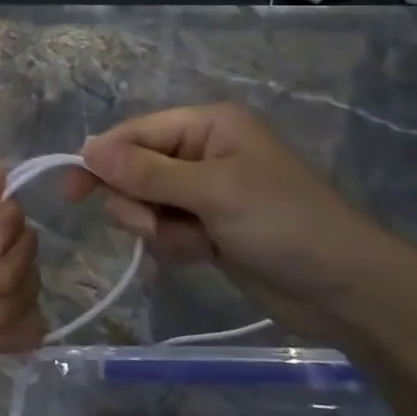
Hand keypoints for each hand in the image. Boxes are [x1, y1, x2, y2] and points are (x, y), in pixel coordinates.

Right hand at [63, 104, 392, 318]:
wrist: (343, 290)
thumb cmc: (283, 223)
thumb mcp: (213, 192)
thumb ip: (147, 173)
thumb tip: (88, 149)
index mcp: (207, 125)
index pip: (137, 133)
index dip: (103, 158)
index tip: (73, 190)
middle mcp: (202, 151)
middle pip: (135, 169)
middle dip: (139, 201)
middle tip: (155, 225)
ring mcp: (204, 192)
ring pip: (146, 204)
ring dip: (158, 228)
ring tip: (194, 243)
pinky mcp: (207, 227)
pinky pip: (165, 230)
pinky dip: (175, 245)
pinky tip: (204, 255)